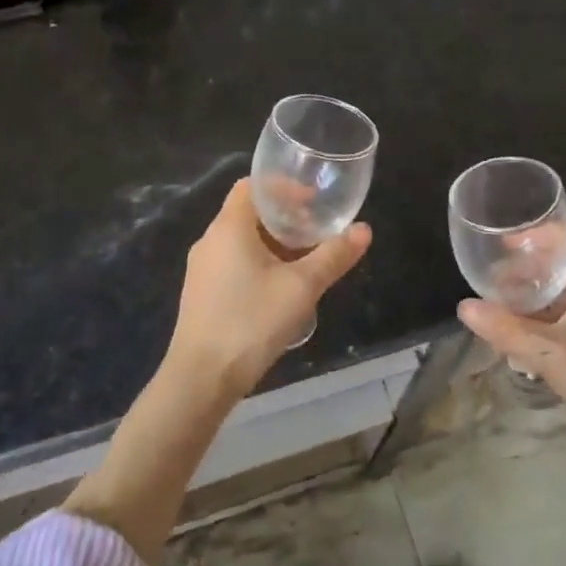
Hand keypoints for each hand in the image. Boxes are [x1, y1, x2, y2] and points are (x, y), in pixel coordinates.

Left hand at [166, 177, 371, 397]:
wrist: (201, 378)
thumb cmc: (251, 322)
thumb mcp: (302, 287)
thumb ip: (333, 255)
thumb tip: (364, 229)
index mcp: (229, 227)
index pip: (252, 186)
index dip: (283, 187)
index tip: (312, 200)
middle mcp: (210, 240)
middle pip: (248, 213)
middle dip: (284, 217)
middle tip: (316, 230)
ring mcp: (201, 269)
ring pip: (240, 241)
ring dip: (272, 243)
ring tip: (304, 259)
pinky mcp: (201, 294)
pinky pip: (232, 263)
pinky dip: (257, 262)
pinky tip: (279, 288)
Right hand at [457, 230, 565, 485]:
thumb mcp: (550, 354)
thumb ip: (506, 330)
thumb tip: (464, 307)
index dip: (537, 234)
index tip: (503, 244)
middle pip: (561, 266)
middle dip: (525, 269)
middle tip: (492, 282)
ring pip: (562, 295)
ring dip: (531, 298)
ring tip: (499, 310)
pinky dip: (542, 321)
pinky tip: (522, 341)